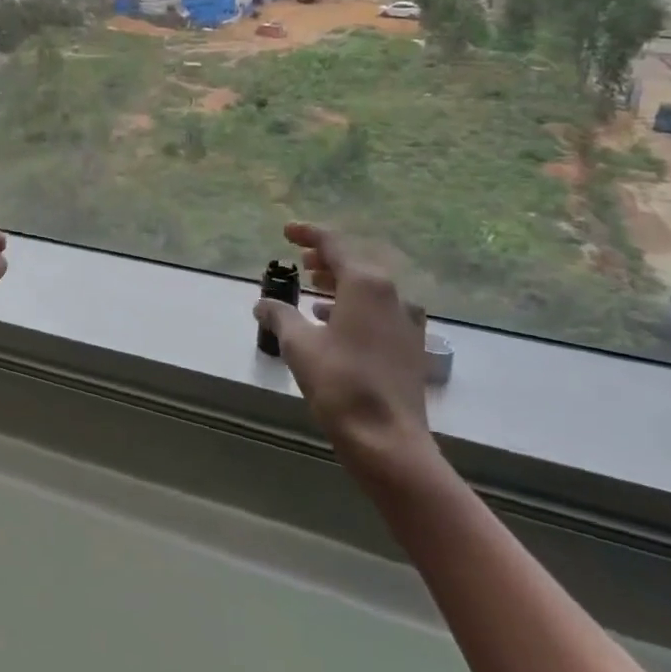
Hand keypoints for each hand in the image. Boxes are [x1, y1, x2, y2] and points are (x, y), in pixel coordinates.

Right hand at [254, 222, 436, 484]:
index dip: (308, 234)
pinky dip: (353, 308)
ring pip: (368, 290)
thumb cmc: (340, 383)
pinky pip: (377, 312)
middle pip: (355, 265)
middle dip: (325, 260)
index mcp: (366, 284)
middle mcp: (392, 295)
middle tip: (300, 262)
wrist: (388, 440)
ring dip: (339, 285)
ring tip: (311, 290)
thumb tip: (262, 304)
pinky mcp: (408, 347)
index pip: (334, 244)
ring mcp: (405, 322)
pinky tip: (332, 324)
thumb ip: (279, 316)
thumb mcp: (298, 344)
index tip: (286, 232)